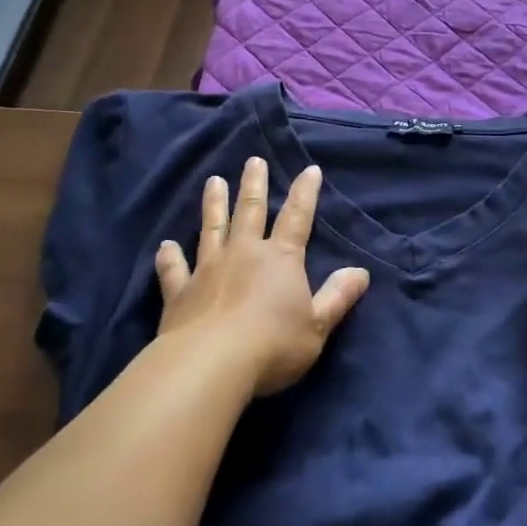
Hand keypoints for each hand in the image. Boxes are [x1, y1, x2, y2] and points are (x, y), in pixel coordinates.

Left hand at [155, 158, 369, 396]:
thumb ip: (337, 297)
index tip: (310, 169)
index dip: (305, 193)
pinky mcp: (180, 291)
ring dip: (214, 204)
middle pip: (250, 211)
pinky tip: (166, 245)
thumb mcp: (317, 326)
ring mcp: (208, 269)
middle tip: (253, 160)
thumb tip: (361, 272)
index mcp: (281, 259)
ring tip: (213, 181)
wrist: (212, 364)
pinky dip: (169, 256)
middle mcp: (244, 253)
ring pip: (212, 228)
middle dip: (254, 184)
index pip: (297, 217)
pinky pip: (174, 269)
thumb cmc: (273, 345)